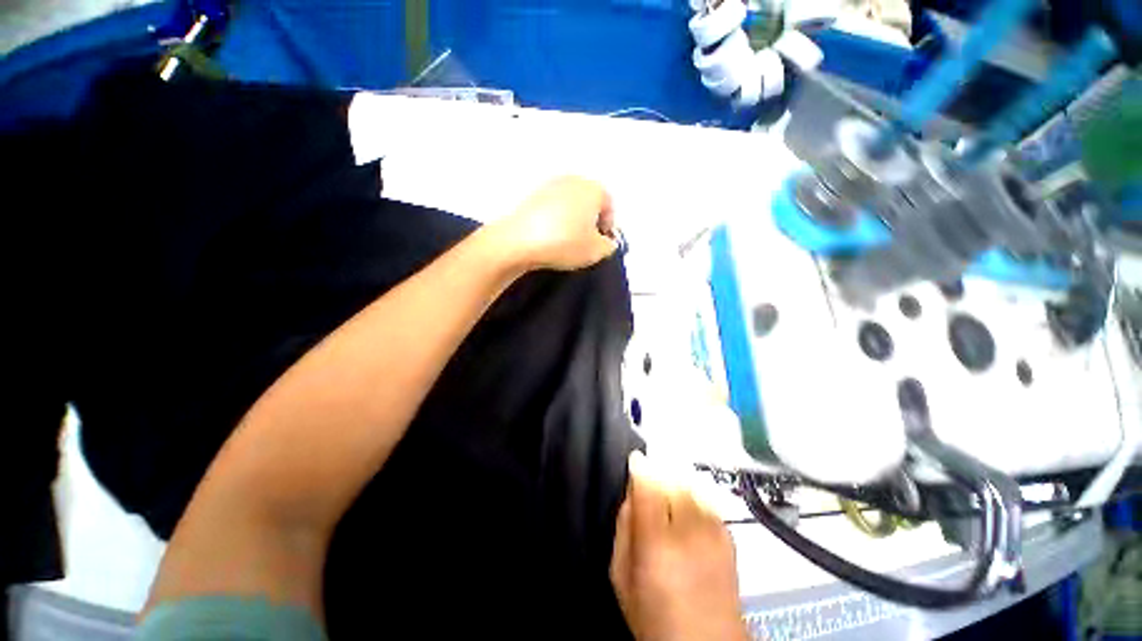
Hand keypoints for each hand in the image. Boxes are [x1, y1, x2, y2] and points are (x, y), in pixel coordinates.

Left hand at [493, 176, 617, 270]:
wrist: (519, 241)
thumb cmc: (565, 243)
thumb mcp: (596, 251)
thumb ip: (608, 246)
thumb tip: (606, 242)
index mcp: (593, 188)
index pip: (609, 205)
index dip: (608, 226)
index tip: (601, 243)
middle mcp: (572, 180)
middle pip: (588, 201)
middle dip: (590, 220)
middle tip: (585, 241)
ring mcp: (549, 185)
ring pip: (569, 204)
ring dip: (571, 220)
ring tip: (566, 240)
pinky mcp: (531, 195)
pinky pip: (551, 208)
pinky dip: (554, 220)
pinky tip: (549, 236)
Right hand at [611, 452, 747, 640]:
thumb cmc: (656, 617)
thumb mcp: (622, 576)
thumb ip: (624, 526)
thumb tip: (631, 491)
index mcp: (657, 541)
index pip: (648, 483)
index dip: (640, 465)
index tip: (635, 460)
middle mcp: (690, 529)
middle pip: (671, 476)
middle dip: (658, 473)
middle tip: (648, 485)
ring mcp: (713, 529)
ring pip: (689, 481)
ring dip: (675, 481)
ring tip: (666, 497)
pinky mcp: (728, 533)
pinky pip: (705, 496)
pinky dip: (692, 494)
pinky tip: (686, 512)